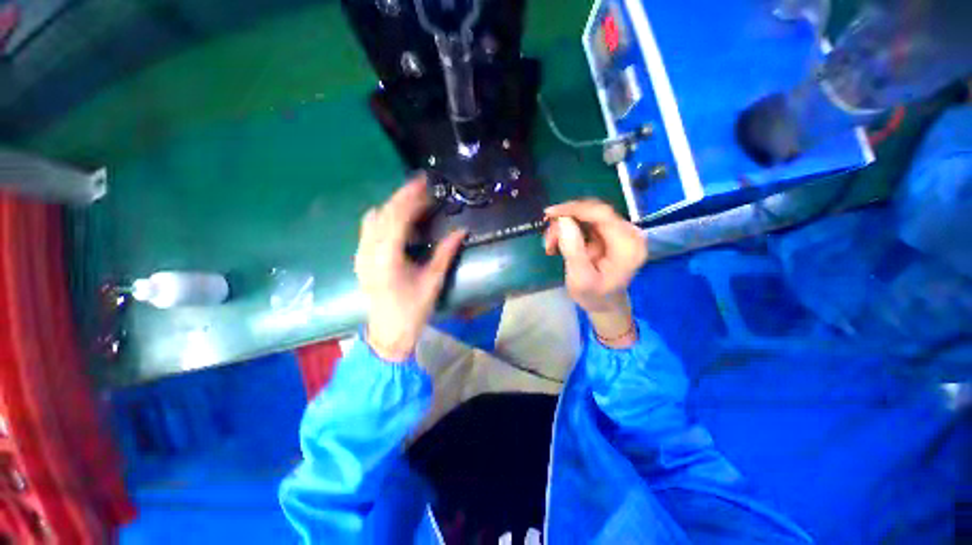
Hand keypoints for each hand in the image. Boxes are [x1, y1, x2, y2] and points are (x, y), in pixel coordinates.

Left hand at [354, 176, 465, 361]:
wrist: (388, 333)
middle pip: (383, 213)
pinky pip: (369, 229)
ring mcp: (361, 254)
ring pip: (373, 219)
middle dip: (402, 196)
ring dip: (392, 206)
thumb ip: (446, 253)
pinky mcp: (361, 259)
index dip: (410, 197)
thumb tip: (461, 230)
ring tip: (413, 201)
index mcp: (386, 257)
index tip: (424, 182)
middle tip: (421, 187)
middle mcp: (368, 251)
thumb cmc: (412, 310)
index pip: (396, 217)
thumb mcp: (433, 281)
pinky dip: (384, 217)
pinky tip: (399, 220)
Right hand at [543, 200, 647, 344]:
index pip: (601, 214)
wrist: (605, 304)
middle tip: (547, 239)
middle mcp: (629, 233)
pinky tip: (558, 243)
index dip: (574, 209)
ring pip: (587, 215)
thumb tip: (563, 220)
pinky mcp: (611, 232)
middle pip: (593, 212)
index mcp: (628, 245)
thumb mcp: (580, 278)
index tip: (550, 214)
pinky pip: (586, 222)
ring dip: (564, 227)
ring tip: (550, 245)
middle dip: (566, 221)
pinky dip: (569, 230)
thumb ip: (573, 249)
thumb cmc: (594, 296)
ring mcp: (620, 231)